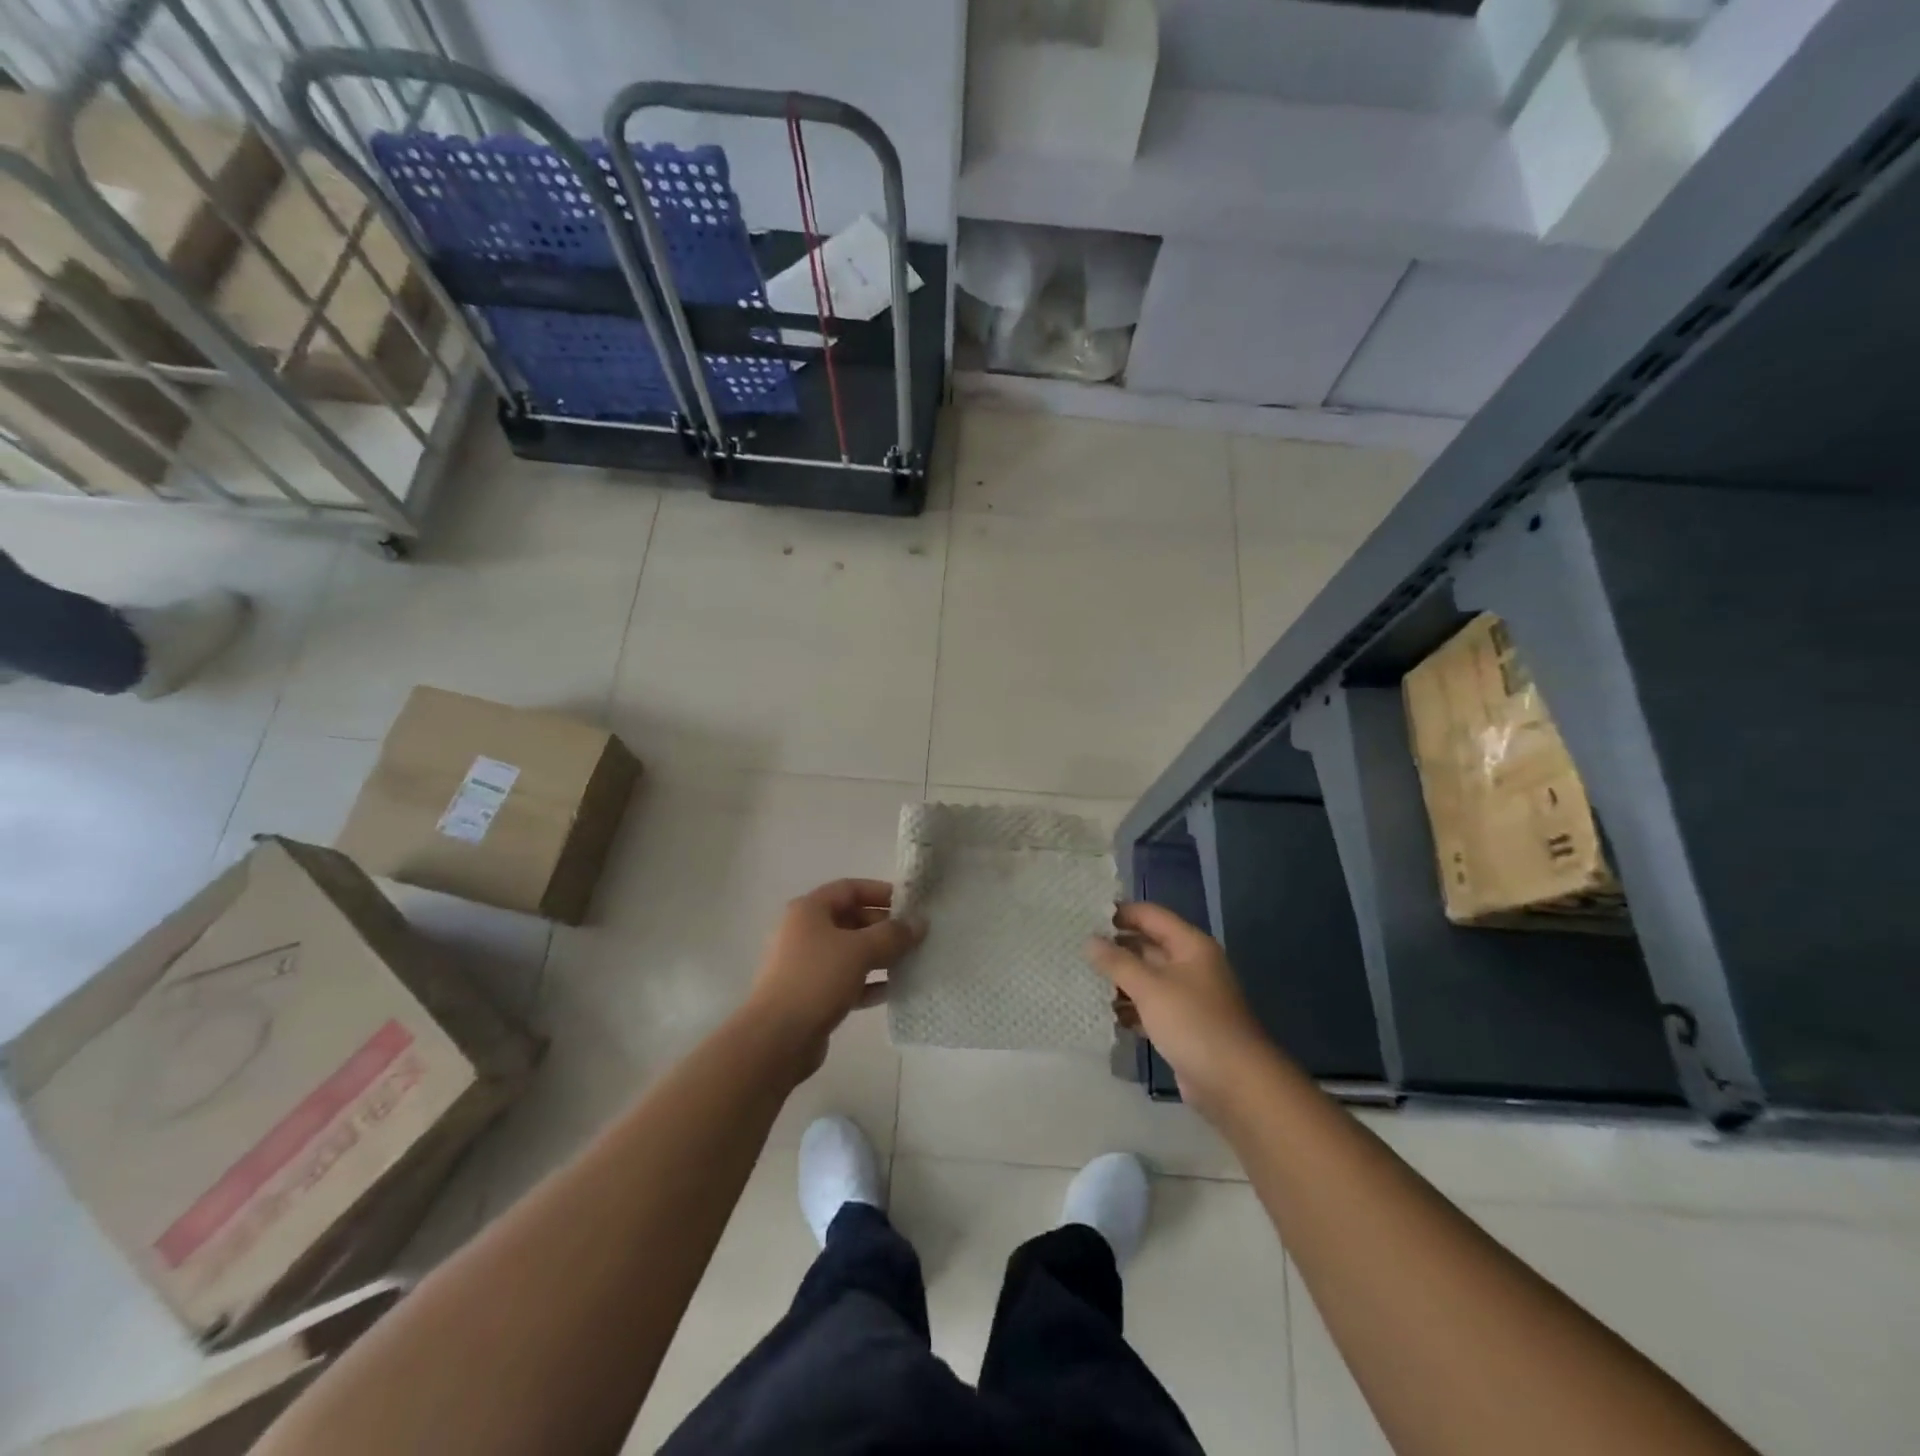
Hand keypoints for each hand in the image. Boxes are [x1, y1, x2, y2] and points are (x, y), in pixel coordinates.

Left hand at [746, 879, 924, 1077]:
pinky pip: (846, 980)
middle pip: (851, 919)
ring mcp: (806, 965)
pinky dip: (869, 982)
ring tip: (911, 961)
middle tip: (915, 936)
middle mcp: (804, 932)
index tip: (910, 904)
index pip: (850, 889)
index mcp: (809, 910)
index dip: (880, 892)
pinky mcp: (812, 995)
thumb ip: (893, 935)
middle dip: (884, 926)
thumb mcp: (860, 950)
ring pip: (850, 952)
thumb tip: (920, 923)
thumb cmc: (816, 979)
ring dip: (880, 955)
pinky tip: (894, 989)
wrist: (777, 1038)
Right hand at [1085, 903, 1276, 1119]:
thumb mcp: (1150, 988)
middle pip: (1147, 946)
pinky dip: (1131, 1008)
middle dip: (1115, 948)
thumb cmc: (1193, 1024)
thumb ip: (1117, 962)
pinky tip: (1105, 1013)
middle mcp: (1190, 965)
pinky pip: (1150, 1007)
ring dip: (1119, 981)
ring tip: (1083, 981)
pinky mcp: (1182, 1026)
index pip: (1150, 915)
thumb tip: (1089, 941)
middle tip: (1077, 950)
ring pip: (1147, 978)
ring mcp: (1187, 997)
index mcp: (1190, 945)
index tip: (1085, 917)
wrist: (1235, 1085)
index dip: (1120, 913)